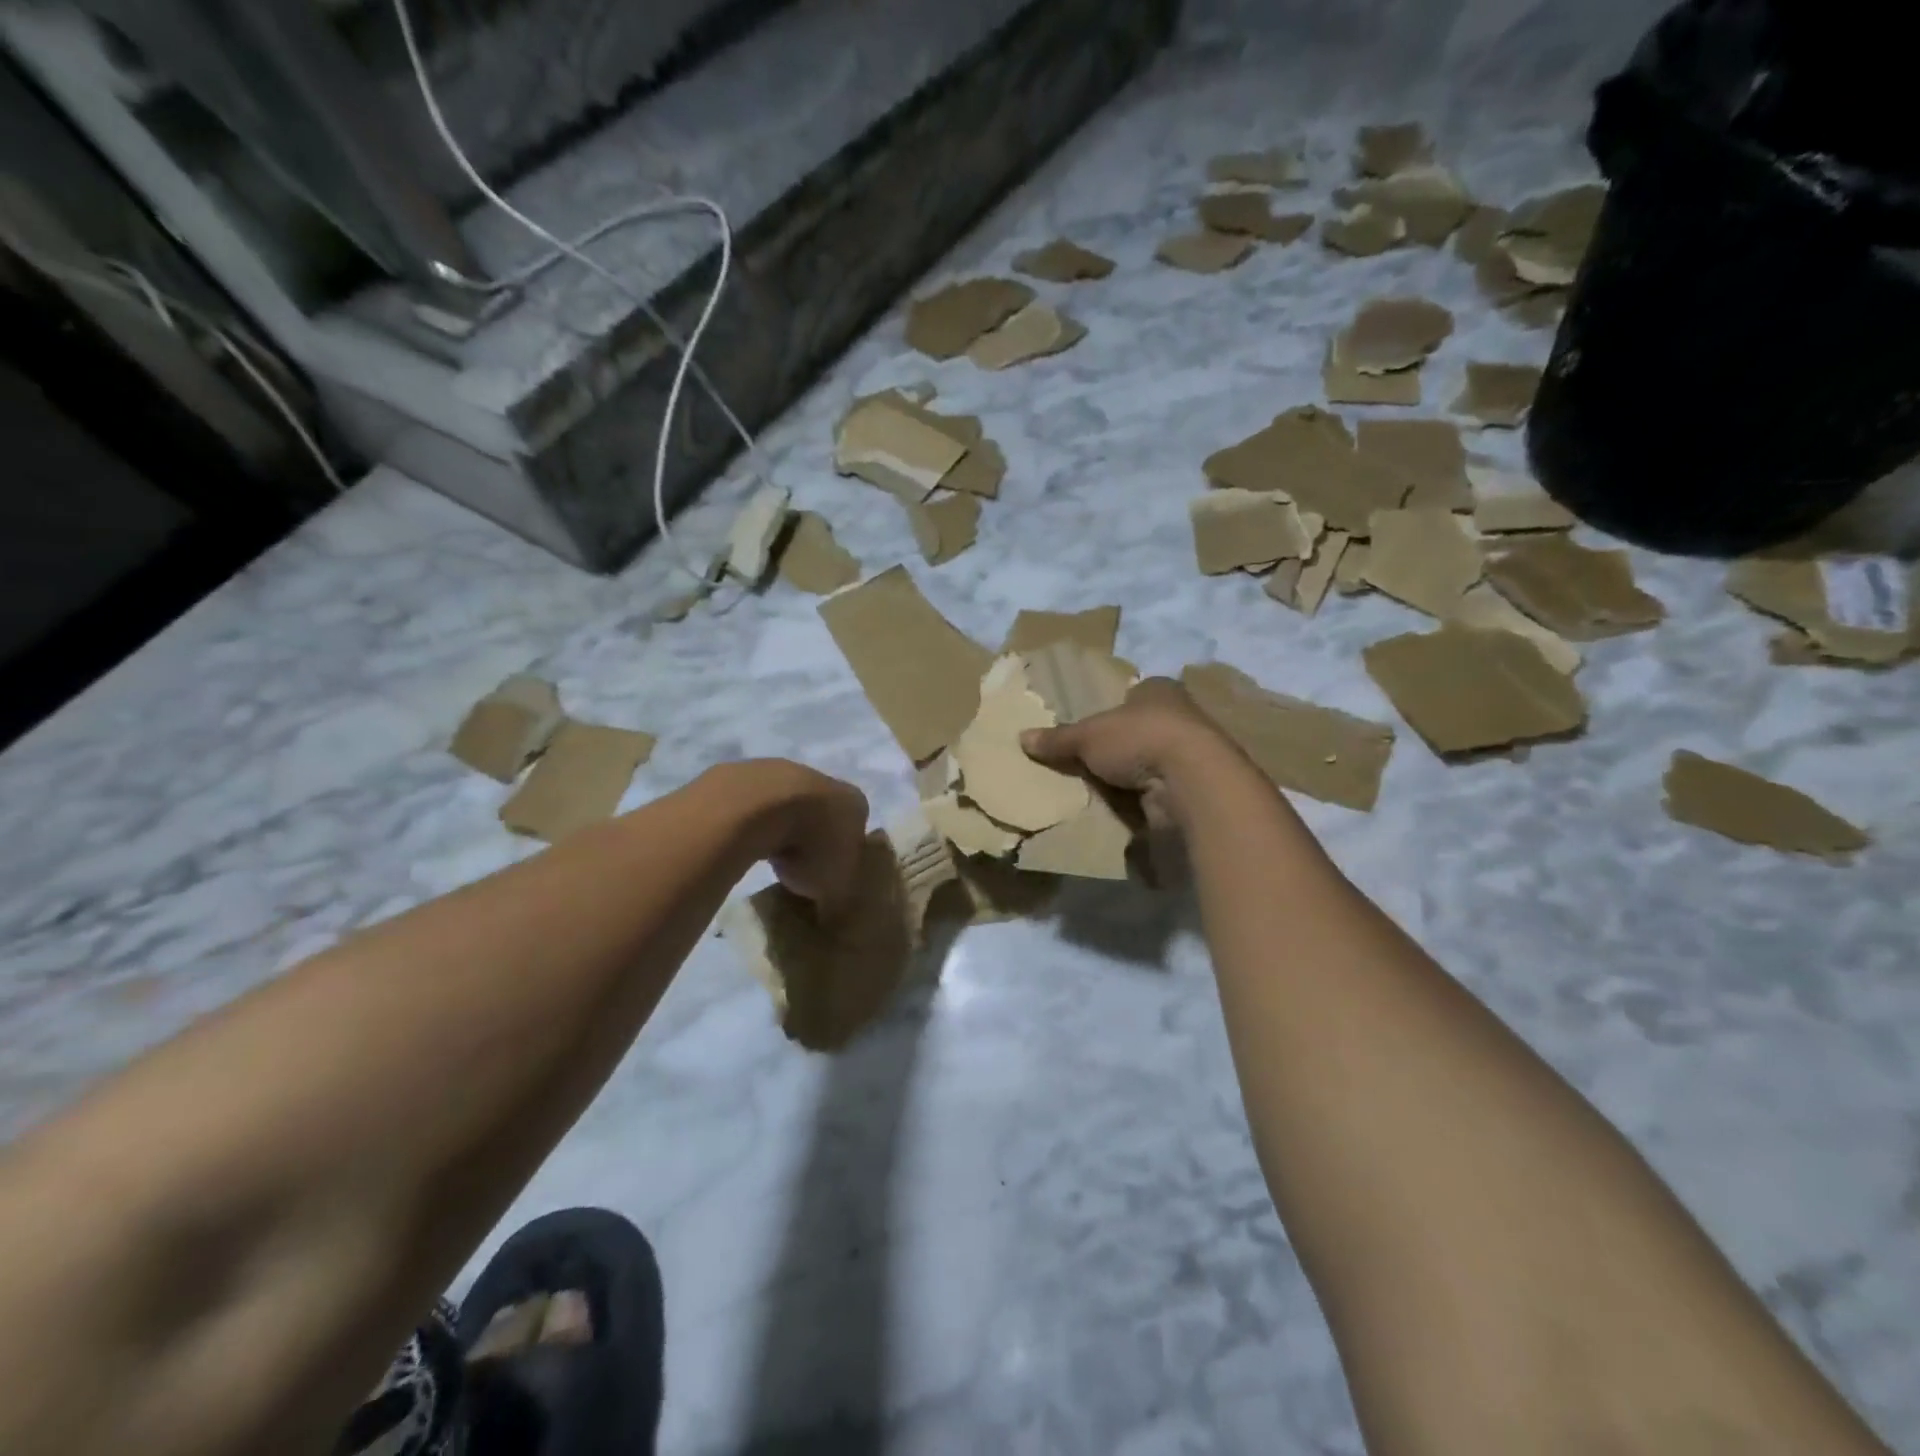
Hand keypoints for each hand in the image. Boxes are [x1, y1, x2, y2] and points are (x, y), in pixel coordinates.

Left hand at [731, 761, 870, 916]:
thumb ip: (839, 896)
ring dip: (779, 827)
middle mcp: (824, 780)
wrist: (758, 808)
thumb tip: (834, 909)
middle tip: (797, 868)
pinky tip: (741, 840)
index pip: (857, 828)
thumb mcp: (835, 887)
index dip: (844, 853)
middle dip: (811, 837)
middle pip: (821, 812)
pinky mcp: (744, 772)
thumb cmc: (810, 846)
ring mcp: (782, 771)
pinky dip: (750, 820)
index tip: (829, 874)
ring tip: (766, 857)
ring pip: (785, 804)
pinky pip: (752, 803)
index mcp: (855, 804)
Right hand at [1021, 677, 1244, 826]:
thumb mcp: (1088, 736)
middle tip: (1089, 762)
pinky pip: (1160, 790)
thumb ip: (1058, 738)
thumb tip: (1021, 737)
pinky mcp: (1195, 786)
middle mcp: (1181, 716)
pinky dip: (1144, 799)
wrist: (1191, 781)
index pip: (1133, 694)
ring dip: (1133, 776)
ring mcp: (1192, 753)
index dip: (1113, 709)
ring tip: (1101, 790)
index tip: (1092, 729)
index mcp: (1159, 690)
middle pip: (1142, 729)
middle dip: (1120, 746)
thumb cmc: (1140, 738)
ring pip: (1152, 761)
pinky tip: (1123, 809)